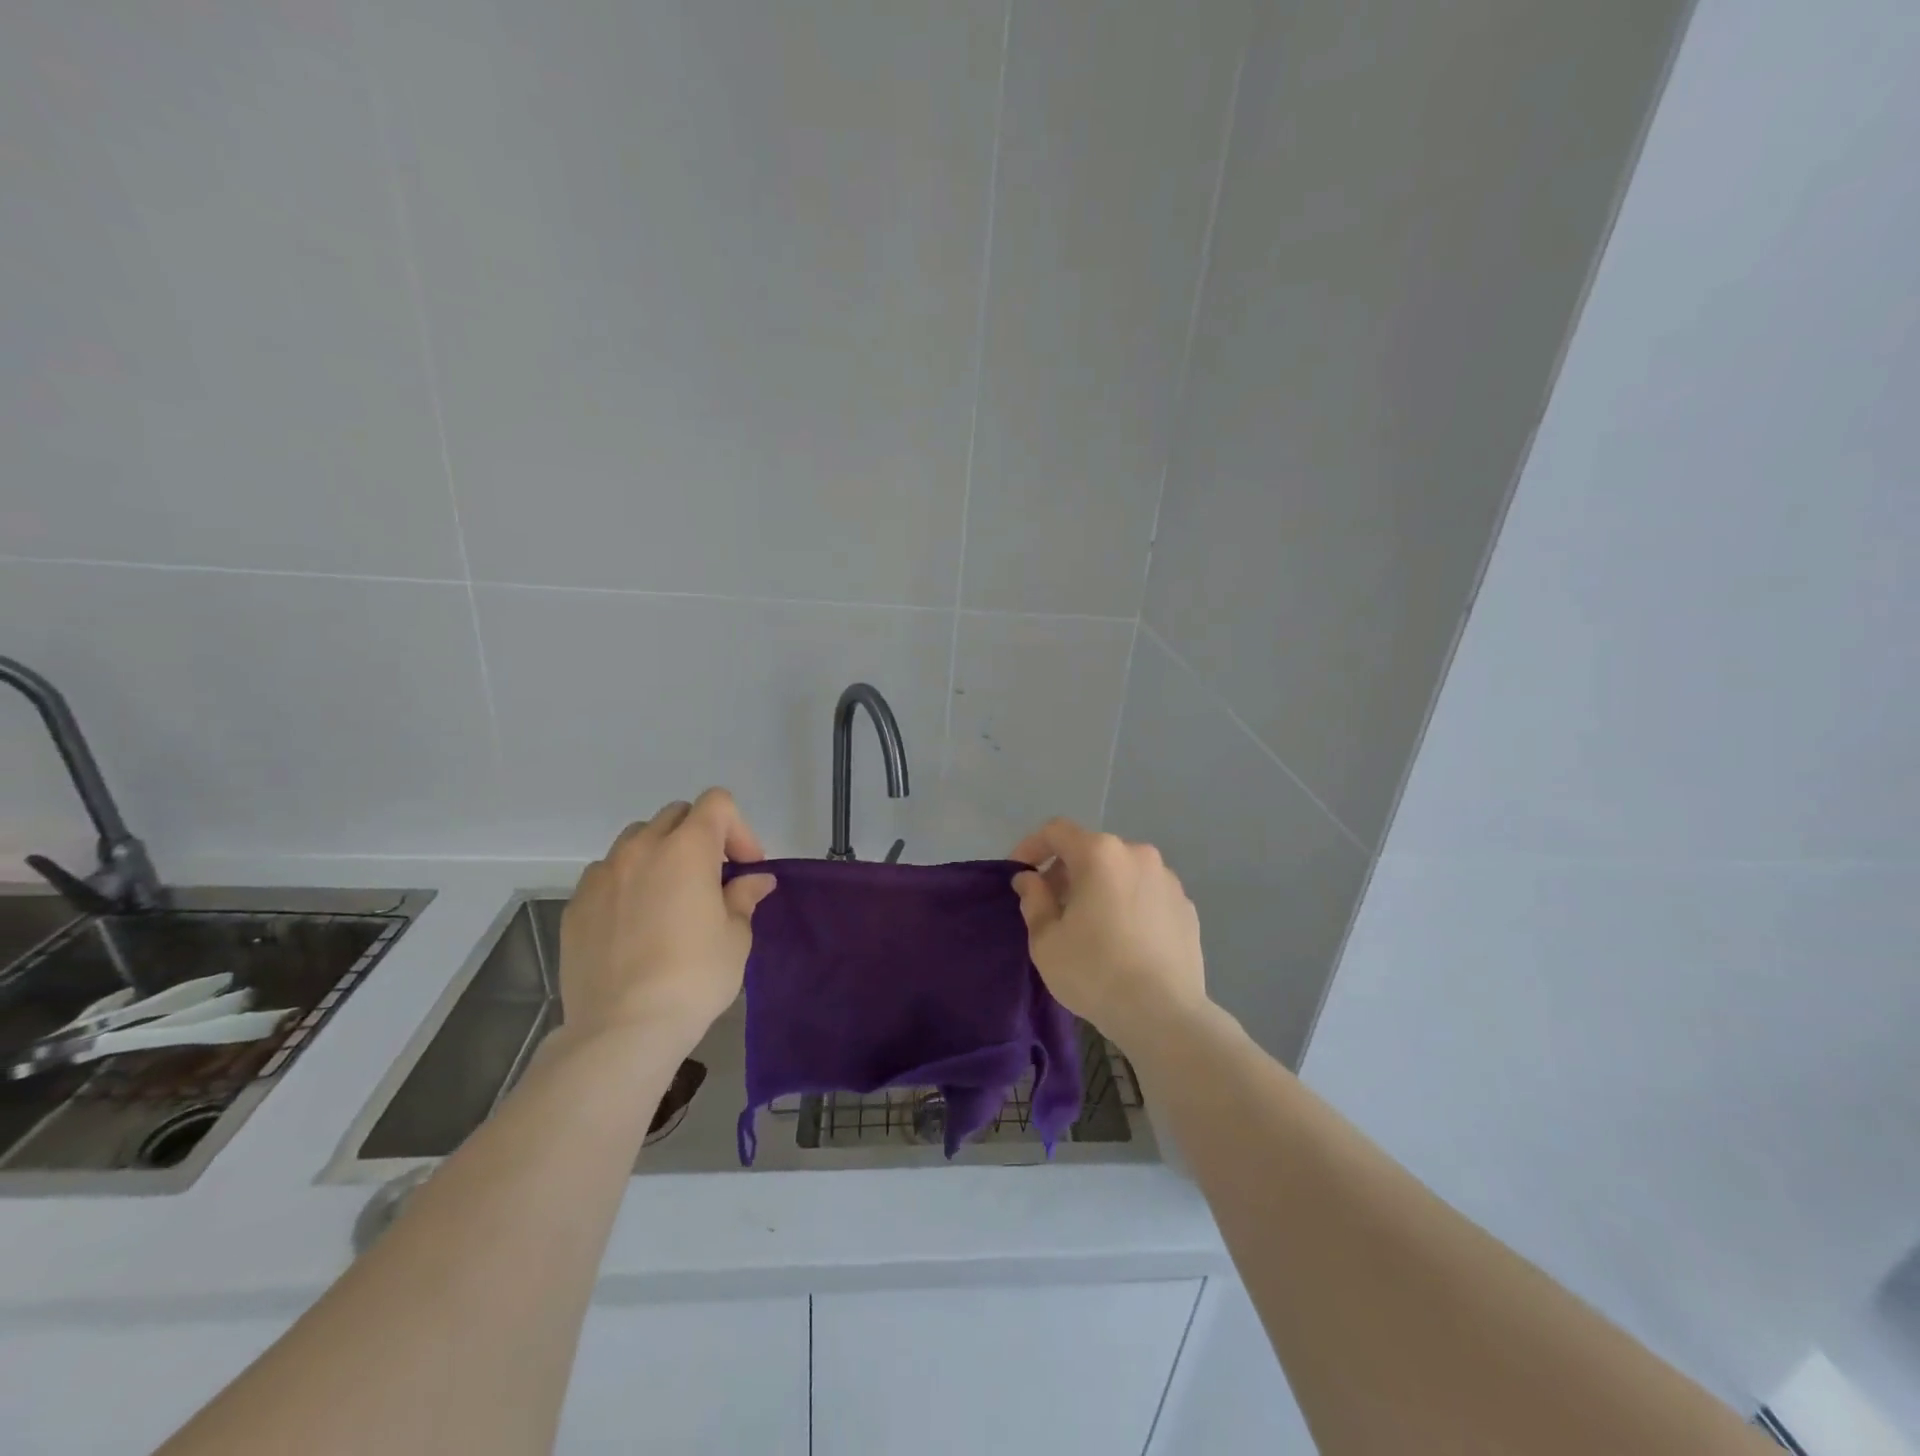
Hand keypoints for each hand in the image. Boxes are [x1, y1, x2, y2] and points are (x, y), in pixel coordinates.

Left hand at [558, 788, 776, 1051]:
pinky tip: (635, 923)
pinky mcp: (576, 905)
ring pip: (636, 840)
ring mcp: (602, 875)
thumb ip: (744, 897)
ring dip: (660, 854)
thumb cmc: (694, 977)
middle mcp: (641, 849)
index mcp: (687, 848)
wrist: (623, 1028)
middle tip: (713, 878)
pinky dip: (627, 883)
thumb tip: (755, 880)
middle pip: (676, 815)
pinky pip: (607, 874)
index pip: (716, 803)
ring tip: (669, 896)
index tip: (744, 868)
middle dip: (700, 836)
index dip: (738, 829)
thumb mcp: (735, 937)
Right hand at [1010, 818, 1207, 1049]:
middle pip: (1091, 850)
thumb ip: (1033, 899)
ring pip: (1121, 871)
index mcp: (1100, 854)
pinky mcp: (1186, 907)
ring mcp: (1168, 880)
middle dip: (1066, 871)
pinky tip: (1123, 940)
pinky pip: (1146, 894)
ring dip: (1099, 887)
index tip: (1020, 873)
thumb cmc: (1094, 972)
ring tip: (1089, 925)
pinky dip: (1128, 904)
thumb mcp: (1045, 940)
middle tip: (1051, 906)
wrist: (1164, 1015)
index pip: (1056, 831)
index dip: (1031, 846)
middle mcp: (1137, 854)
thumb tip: (1030, 879)